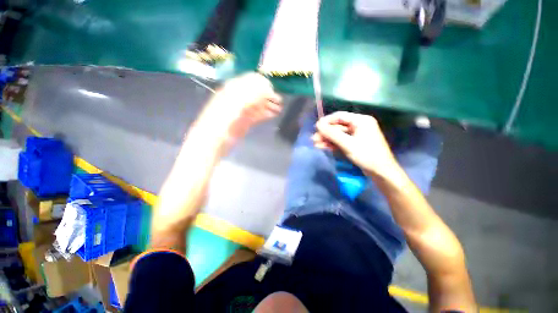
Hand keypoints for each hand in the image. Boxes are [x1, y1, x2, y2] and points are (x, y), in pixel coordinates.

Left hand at [200, 72, 282, 140]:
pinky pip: (258, 114)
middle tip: (279, 102)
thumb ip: (250, 96)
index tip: (273, 91)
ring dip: (269, 105)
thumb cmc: (221, 122)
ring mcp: (243, 110)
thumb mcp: (234, 106)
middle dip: (268, 96)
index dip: (263, 84)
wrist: (213, 142)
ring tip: (279, 109)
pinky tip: (273, 114)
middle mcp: (239, 98)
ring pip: (258, 104)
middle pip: (256, 93)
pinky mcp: (245, 121)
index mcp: (233, 90)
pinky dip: (266, 113)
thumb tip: (267, 89)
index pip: (250, 81)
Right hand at [312, 111, 399, 178]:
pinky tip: (323, 147)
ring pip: (338, 135)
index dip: (327, 121)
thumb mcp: (348, 144)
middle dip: (325, 133)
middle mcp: (358, 125)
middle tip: (313, 139)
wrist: (381, 172)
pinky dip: (332, 144)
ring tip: (315, 144)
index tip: (316, 127)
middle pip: (338, 126)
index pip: (340, 116)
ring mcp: (356, 135)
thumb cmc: (367, 155)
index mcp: (361, 121)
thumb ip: (332, 134)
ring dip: (327, 139)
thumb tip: (318, 125)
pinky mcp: (354, 144)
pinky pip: (341, 141)